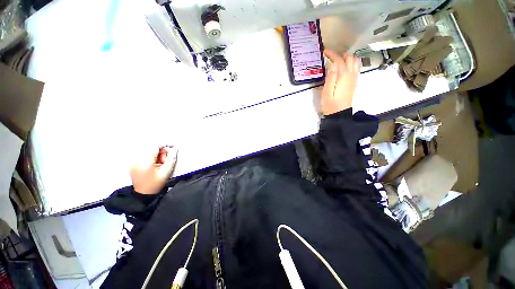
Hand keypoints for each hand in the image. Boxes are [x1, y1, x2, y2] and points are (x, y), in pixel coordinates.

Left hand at [130, 146, 177, 194]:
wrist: (144, 194)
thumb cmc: (155, 184)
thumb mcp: (166, 171)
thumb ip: (171, 158)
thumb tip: (174, 149)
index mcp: (144, 162)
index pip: (155, 147)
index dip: (165, 144)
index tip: (173, 146)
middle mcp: (136, 160)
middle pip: (152, 149)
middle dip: (161, 153)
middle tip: (165, 161)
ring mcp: (133, 162)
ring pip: (148, 152)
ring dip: (157, 155)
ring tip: (159, 165)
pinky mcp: (133, 163)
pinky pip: (144, 155)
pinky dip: (151, 158)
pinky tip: (154, 165)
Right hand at [321, 49, 359, 115]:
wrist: (339, 114)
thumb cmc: (330, 104)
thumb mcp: (327, 91)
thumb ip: (330, 77)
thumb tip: (332, 64)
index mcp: (343, 76)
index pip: (339, 60)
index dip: (333, 54)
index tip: (325, 51)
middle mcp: (351, 75)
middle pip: (350, 59)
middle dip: (341, 53)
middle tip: (332, 54)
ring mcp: (354, 79)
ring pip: (355, 62)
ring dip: (348, 57)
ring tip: (339, 58)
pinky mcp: (354, 83)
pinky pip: (356, 68)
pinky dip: (352, 63)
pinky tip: (346, 66)